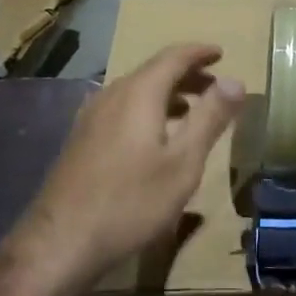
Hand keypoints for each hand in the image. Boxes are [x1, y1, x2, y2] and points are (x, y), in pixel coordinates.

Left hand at [17, 44, 244, 289]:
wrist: (60, 243)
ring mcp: (92, 116)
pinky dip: (147, 109)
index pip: (174, 56)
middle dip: (186, 74)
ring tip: (190, 110)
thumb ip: (210, 118)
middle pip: (154, 71)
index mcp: (139, 92)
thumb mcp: (183, 162)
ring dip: (167, 93)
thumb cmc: (130, 201)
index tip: (221, 53)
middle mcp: (112, 94)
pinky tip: (153, 137)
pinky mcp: (81, 139)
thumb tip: (236, 81)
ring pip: (136, 91)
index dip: (200, 53)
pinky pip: (121, 108)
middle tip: (215, 85)